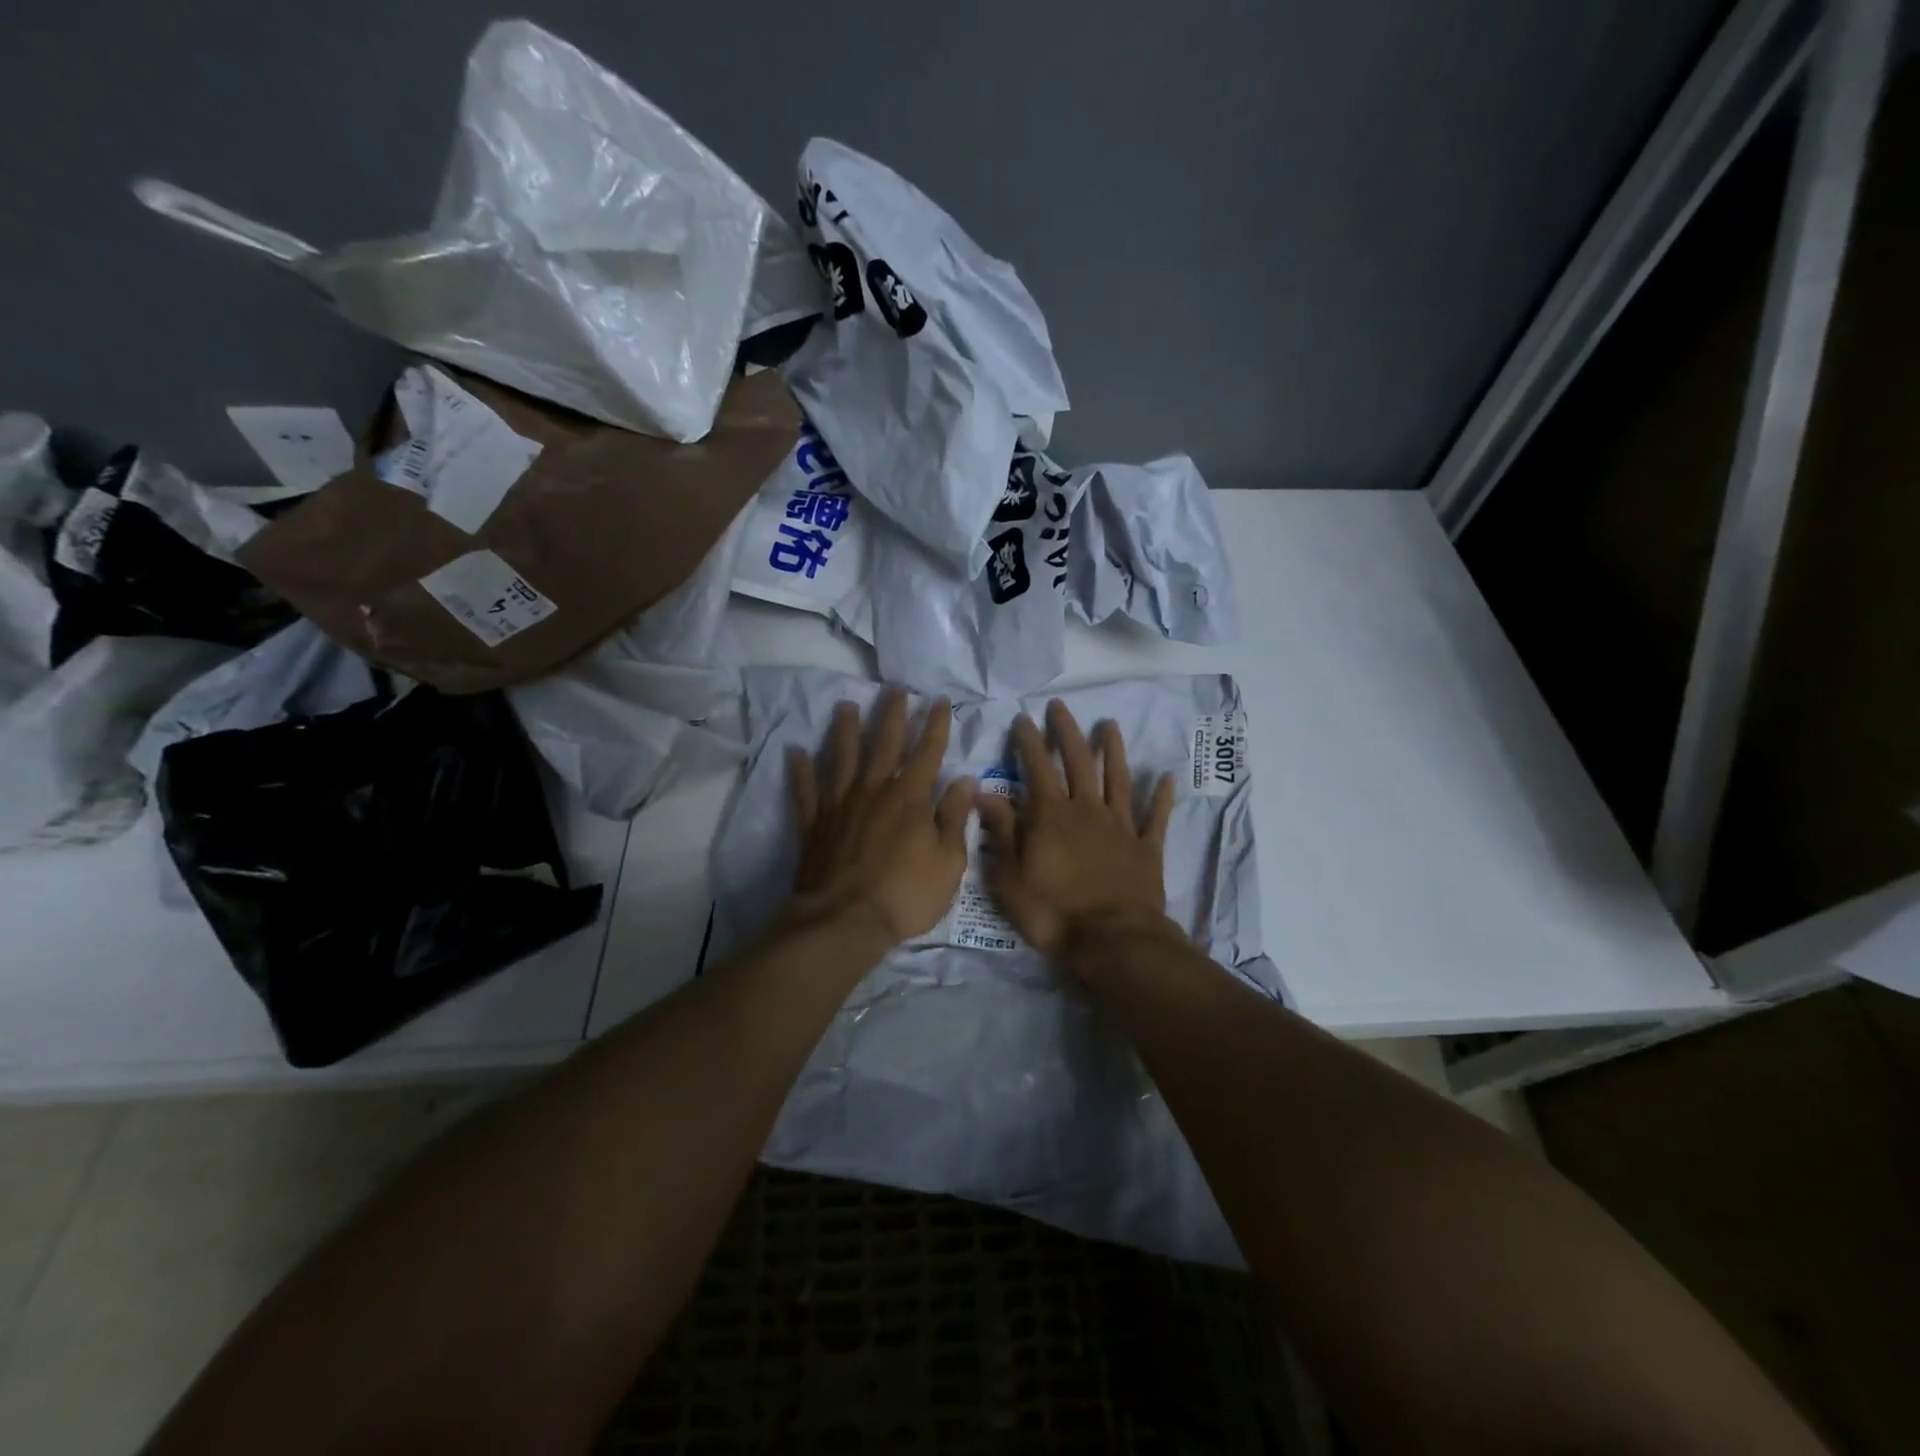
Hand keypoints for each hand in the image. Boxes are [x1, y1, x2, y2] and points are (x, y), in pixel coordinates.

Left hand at [785, 689, 975, 944]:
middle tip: (895, 688)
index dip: (935, 725)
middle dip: (892, 715)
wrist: (844, 921)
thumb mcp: (948, 862)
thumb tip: (965, 780)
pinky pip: (805, 791)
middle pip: (883, 744)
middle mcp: (873, 791)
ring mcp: (840, 806)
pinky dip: (800, 771)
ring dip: (845, 730)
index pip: (927, 752)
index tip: (939, 701)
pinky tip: (795, 751)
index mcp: (909, 798)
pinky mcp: (814, 825)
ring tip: (846, 706)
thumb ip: (954, 818)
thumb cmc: (905, 895)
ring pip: (842, 758)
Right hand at [978, 700, 1176, 957]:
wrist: (1112, 941)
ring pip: (1119, 780)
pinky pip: (1155, 817)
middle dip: (1067, 732)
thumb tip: (985, 794)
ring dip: (1114, 751)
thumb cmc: (1054, 913)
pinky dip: (1161, 797)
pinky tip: (1166, 777)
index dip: (1029, 741)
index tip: (1023, 718)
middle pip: (1079, 763)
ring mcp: (1121, 827)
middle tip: (1060, 707)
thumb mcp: (1011, 878)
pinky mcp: (1147, 848)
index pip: (1037, 768)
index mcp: (1052, 817)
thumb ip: (1001, 833)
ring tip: (1110, 725)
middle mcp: (1088, 811)